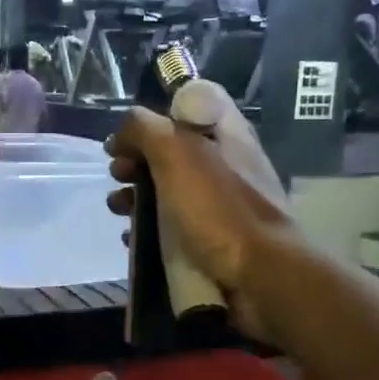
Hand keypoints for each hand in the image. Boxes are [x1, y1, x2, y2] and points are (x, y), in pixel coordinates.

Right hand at [105, 79, 295, 335]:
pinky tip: (131, 238)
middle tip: (118, 172)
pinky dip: (148, 229)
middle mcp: (225, 163)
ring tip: (118, 208)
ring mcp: (220, 204)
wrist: (261, 278)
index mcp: (226, 134)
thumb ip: (146, 130)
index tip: (130, 131)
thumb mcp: (177, 154)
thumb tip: (124, 132)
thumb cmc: (220, 210)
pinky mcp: (213, 240)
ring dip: (136, 195)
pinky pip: (172, 227)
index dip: (157, 110)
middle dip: (137, 158)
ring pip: (168, 189)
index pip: (193, 101)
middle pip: (173, 148)